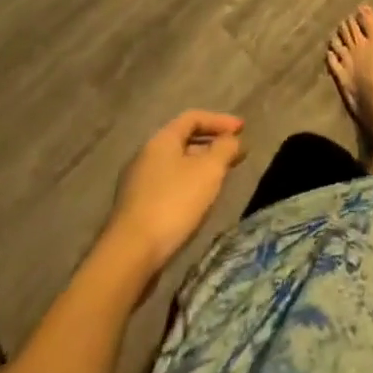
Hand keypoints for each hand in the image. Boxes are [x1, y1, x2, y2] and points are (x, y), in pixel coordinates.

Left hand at [103, 111, 245, 286]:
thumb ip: (224, 149)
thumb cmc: (173, 203)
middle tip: (235, 154)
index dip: (220, 121)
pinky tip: (198, 201)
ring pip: (176, 164)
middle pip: (184, 140)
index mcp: (161, 140)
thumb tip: (232, 140)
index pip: (193, 117)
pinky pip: (168, 184)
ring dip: (201, 166)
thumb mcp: (209, 171)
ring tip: (220, 178)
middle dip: (212, 144)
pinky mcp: (136, 208)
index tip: (242, 130)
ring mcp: (138, 183)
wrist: (129, 255)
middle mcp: (146, 155)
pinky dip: (188, 184)